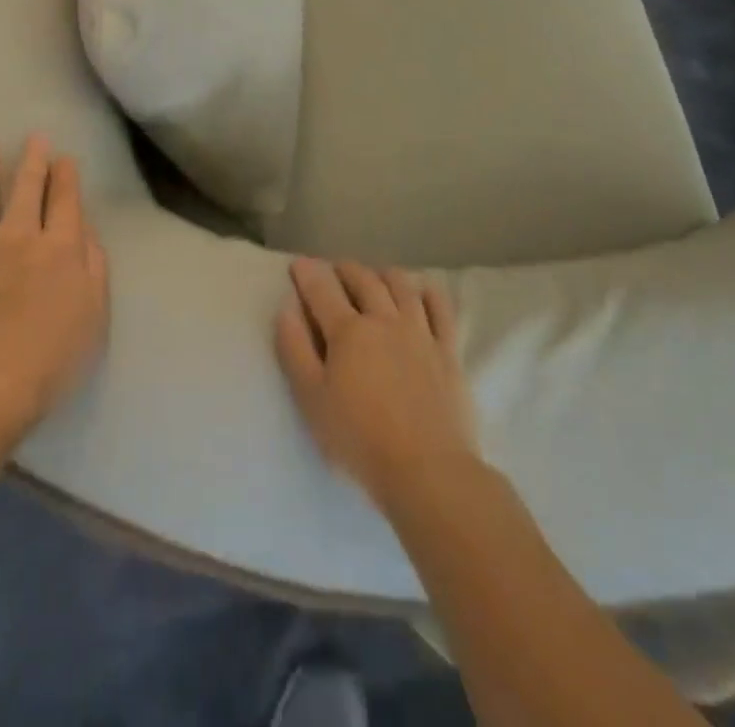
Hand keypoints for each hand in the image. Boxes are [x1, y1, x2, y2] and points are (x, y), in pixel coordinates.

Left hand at [0, 136, 109, 433]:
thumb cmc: (55, 352)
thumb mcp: (95, 309)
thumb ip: (93, 263)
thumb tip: (84, 228)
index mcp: (61, 245)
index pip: (66, 198)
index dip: (66, 175)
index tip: (65, 158)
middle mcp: (21, 234)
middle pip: (28, 187)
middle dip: (34, 159)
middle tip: (35, 138)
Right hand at [274, 258, 478, 507]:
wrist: (427, 470)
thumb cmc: (359, 439)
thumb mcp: (310, 399)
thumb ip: (295, 349)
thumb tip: (287, 308)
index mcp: (348, 331)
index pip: (322, 290)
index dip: (307, 273)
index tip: (298, 265)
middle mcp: (384, 320)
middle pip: (363, 280)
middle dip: (345, 269)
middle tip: (334, 269)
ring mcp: (420, 332)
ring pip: (402, 286)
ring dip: (383, 274)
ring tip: (375, 276)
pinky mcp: (448, 351)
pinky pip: (440, 308)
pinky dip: (427, 292)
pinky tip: (421, 292)